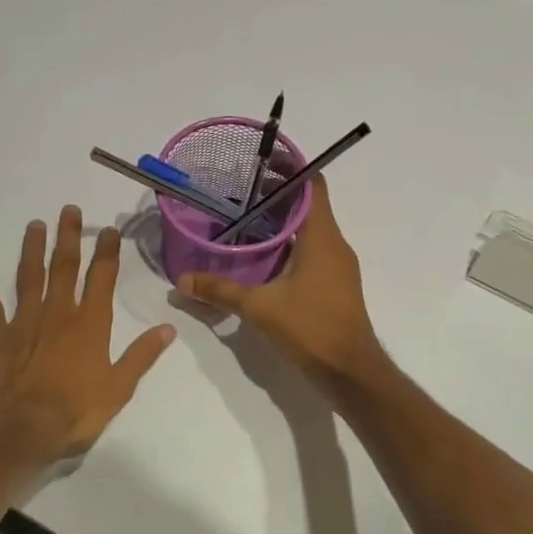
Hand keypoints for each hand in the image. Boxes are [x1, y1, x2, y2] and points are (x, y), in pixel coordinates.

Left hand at [0, 206, 176, 467]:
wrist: (19, 430)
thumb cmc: (74, 411)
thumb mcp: (118, 389)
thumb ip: (142, 356)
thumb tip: (168, 328)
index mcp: (89, 324)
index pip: (101, 278)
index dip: (107, 252)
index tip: (109, 230)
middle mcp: (58, 314)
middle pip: (64, 268)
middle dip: (68, 237)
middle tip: (68, 209)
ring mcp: (24, 323)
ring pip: (29, 277)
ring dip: (32, 250)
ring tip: (35, 225)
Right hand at [177, 176, 384, 388]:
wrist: (351, 372)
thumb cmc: (311, 328)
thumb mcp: (260, 308)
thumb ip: (220, 291)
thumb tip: (181, 280)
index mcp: (322, 237)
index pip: (313, 185)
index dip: (291, 168)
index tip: (262, 161)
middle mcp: (335, 243)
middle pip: (309, 204)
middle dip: (278, 194)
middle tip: (240, 190)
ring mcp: (338, 264)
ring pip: (311, 228)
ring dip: (284, 220)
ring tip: (246, 218)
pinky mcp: (336, 283)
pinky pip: (313, 249)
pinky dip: (291, 243)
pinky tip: (264, 256)